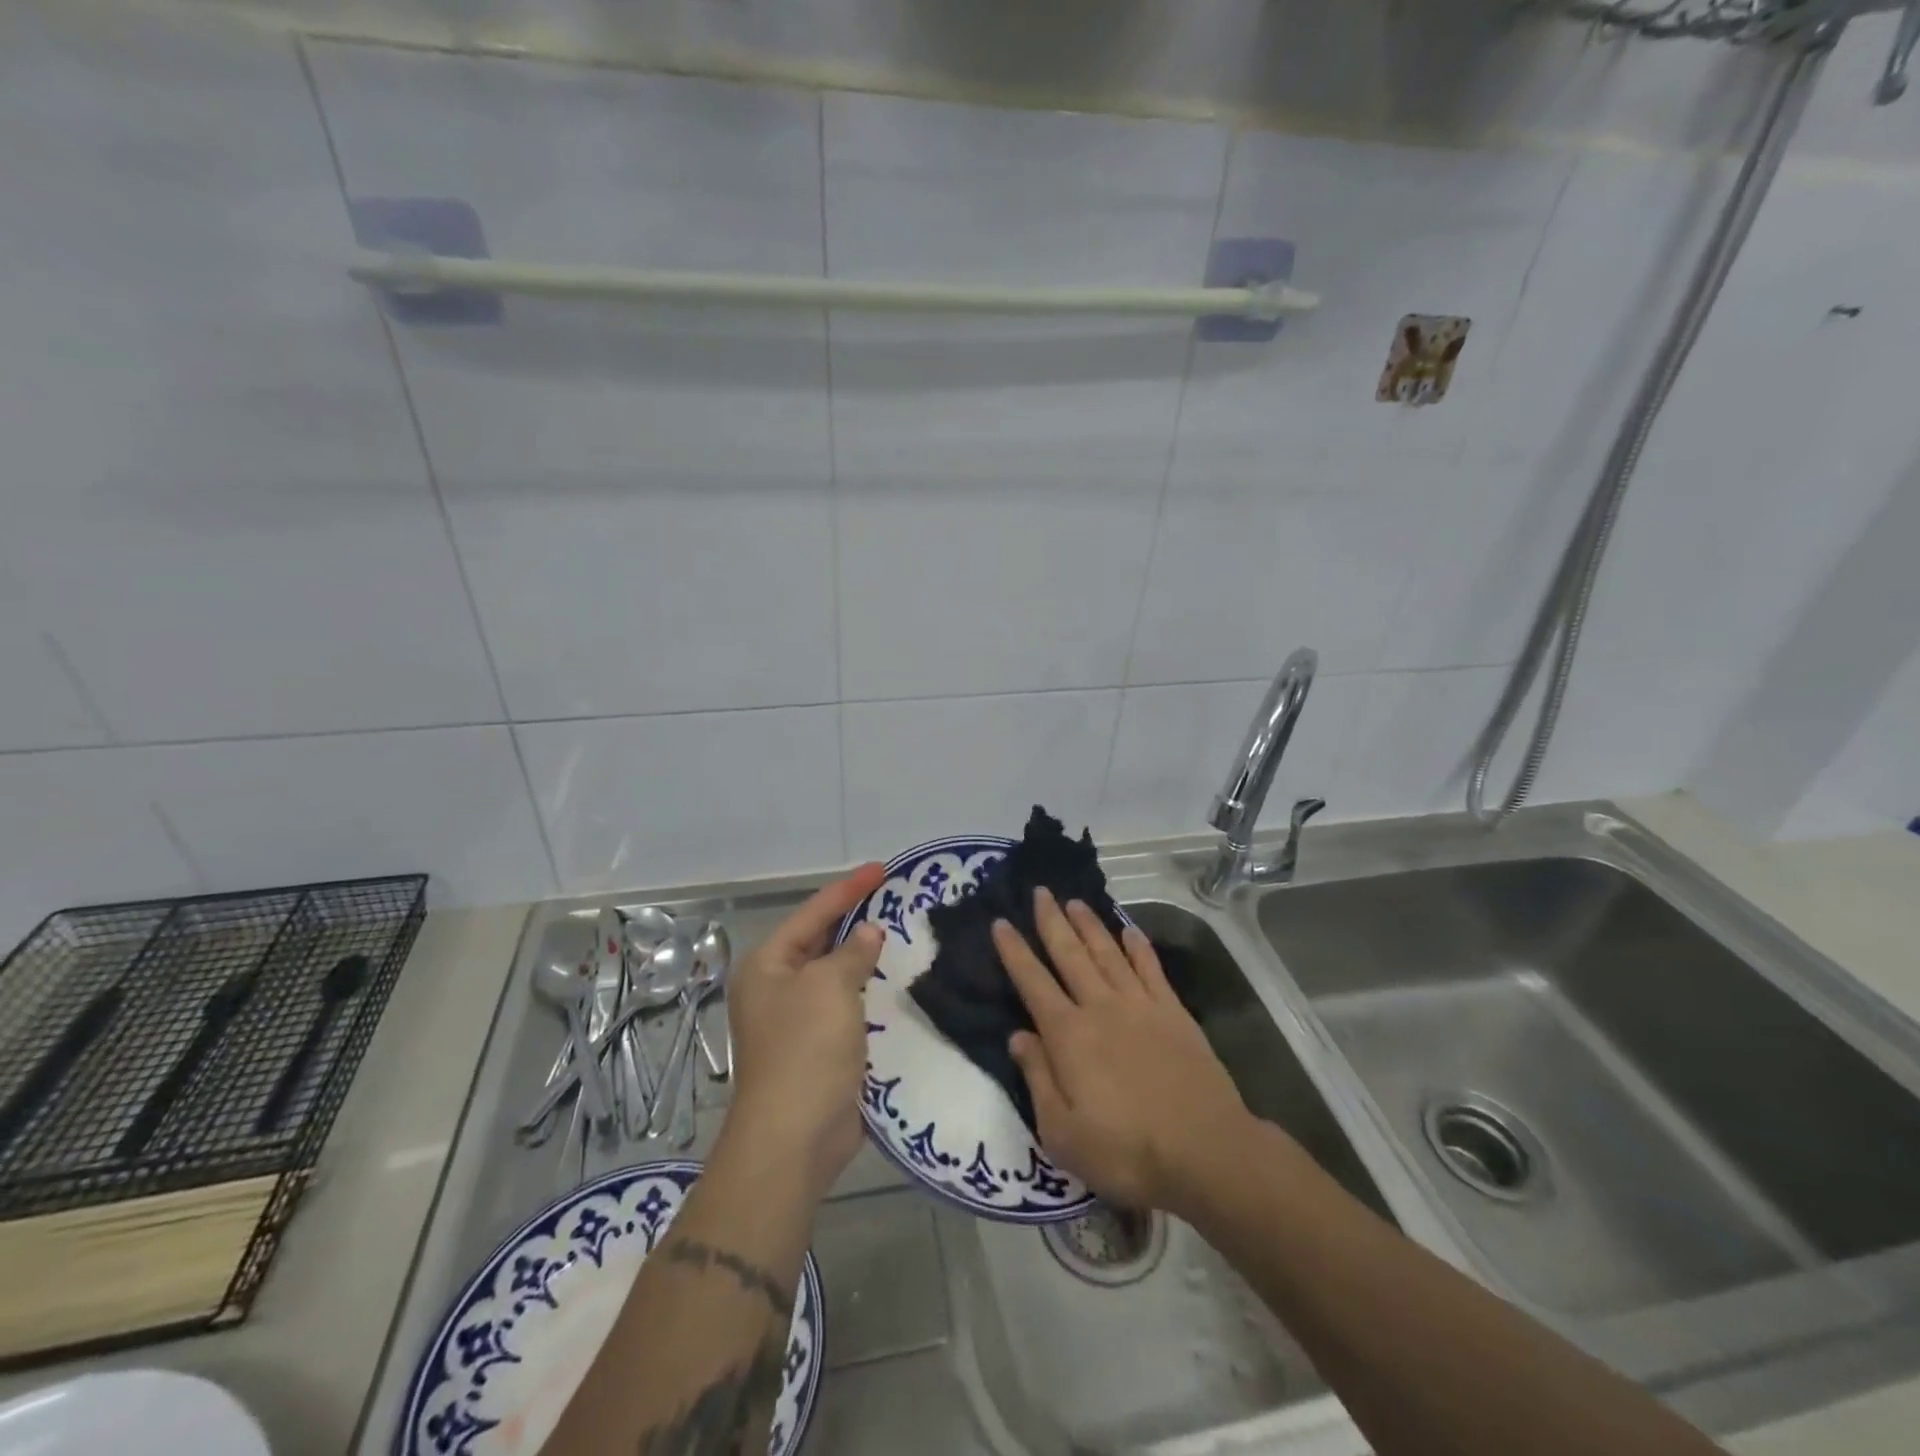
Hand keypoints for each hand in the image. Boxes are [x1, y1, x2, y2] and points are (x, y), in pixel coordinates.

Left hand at [721, 863, 887, 1201]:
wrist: (794, 1138)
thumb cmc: (805, 1049)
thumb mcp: (829, 987)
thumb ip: (852, 953)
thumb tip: (868, 934)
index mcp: (768, 965)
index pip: (813, 913)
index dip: (848, 889)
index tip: (881, 869)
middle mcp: (778, 987)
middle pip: (821, 941)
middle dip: (856, 921)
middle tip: (895, 899)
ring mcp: (798, 1020)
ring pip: (837, 975)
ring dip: (866, 958)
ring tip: (903, 934)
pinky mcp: (820, 1048)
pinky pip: (848, 1006)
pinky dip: (870, 992)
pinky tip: (897, 982)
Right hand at [994, 888, 1253, 1216]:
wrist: (1206, 1152)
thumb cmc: (1127, 1151)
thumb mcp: (1063, 1133)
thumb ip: (1038, 1078)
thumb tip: (1018, 1035)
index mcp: (1069, 1035)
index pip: (1033, 982)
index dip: (1014, 951)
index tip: (1001, 922)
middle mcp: (1100, 1007)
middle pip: (1070, 955)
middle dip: (1052, 921)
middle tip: (1041, 891)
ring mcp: (1140, 1006)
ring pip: (1108, 953)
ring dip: (1089, 925)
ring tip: (1075, 901)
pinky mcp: (1174, 1013)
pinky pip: (1151, 969)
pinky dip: (1138, 947)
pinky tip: (1129, 931)